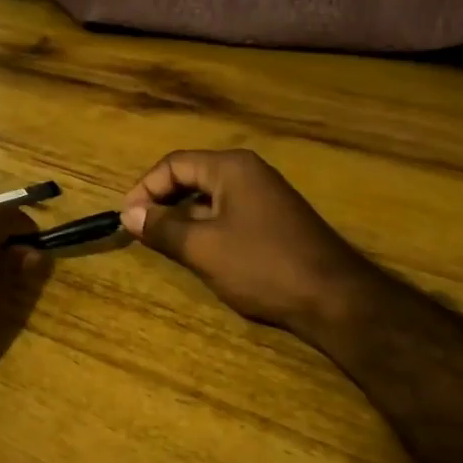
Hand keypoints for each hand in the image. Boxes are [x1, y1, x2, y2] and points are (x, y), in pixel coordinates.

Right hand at [121, 150, 368, 337]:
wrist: (334, 298)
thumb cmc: (262, 266)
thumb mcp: (203, 248)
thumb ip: (162, 228)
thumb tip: (128, 214)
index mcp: (231, 168)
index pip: (174, 164)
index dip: (144, 188)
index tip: (128, 219)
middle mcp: (249, 172)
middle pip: (191, 176)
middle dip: (162, 201)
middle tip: (141, 231)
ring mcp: (265, 196)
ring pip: (209, 198)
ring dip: (182, 217)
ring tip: (164, 244)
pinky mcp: (274, 220)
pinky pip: (228, 213)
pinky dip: (206, 227)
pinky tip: (200, 253)